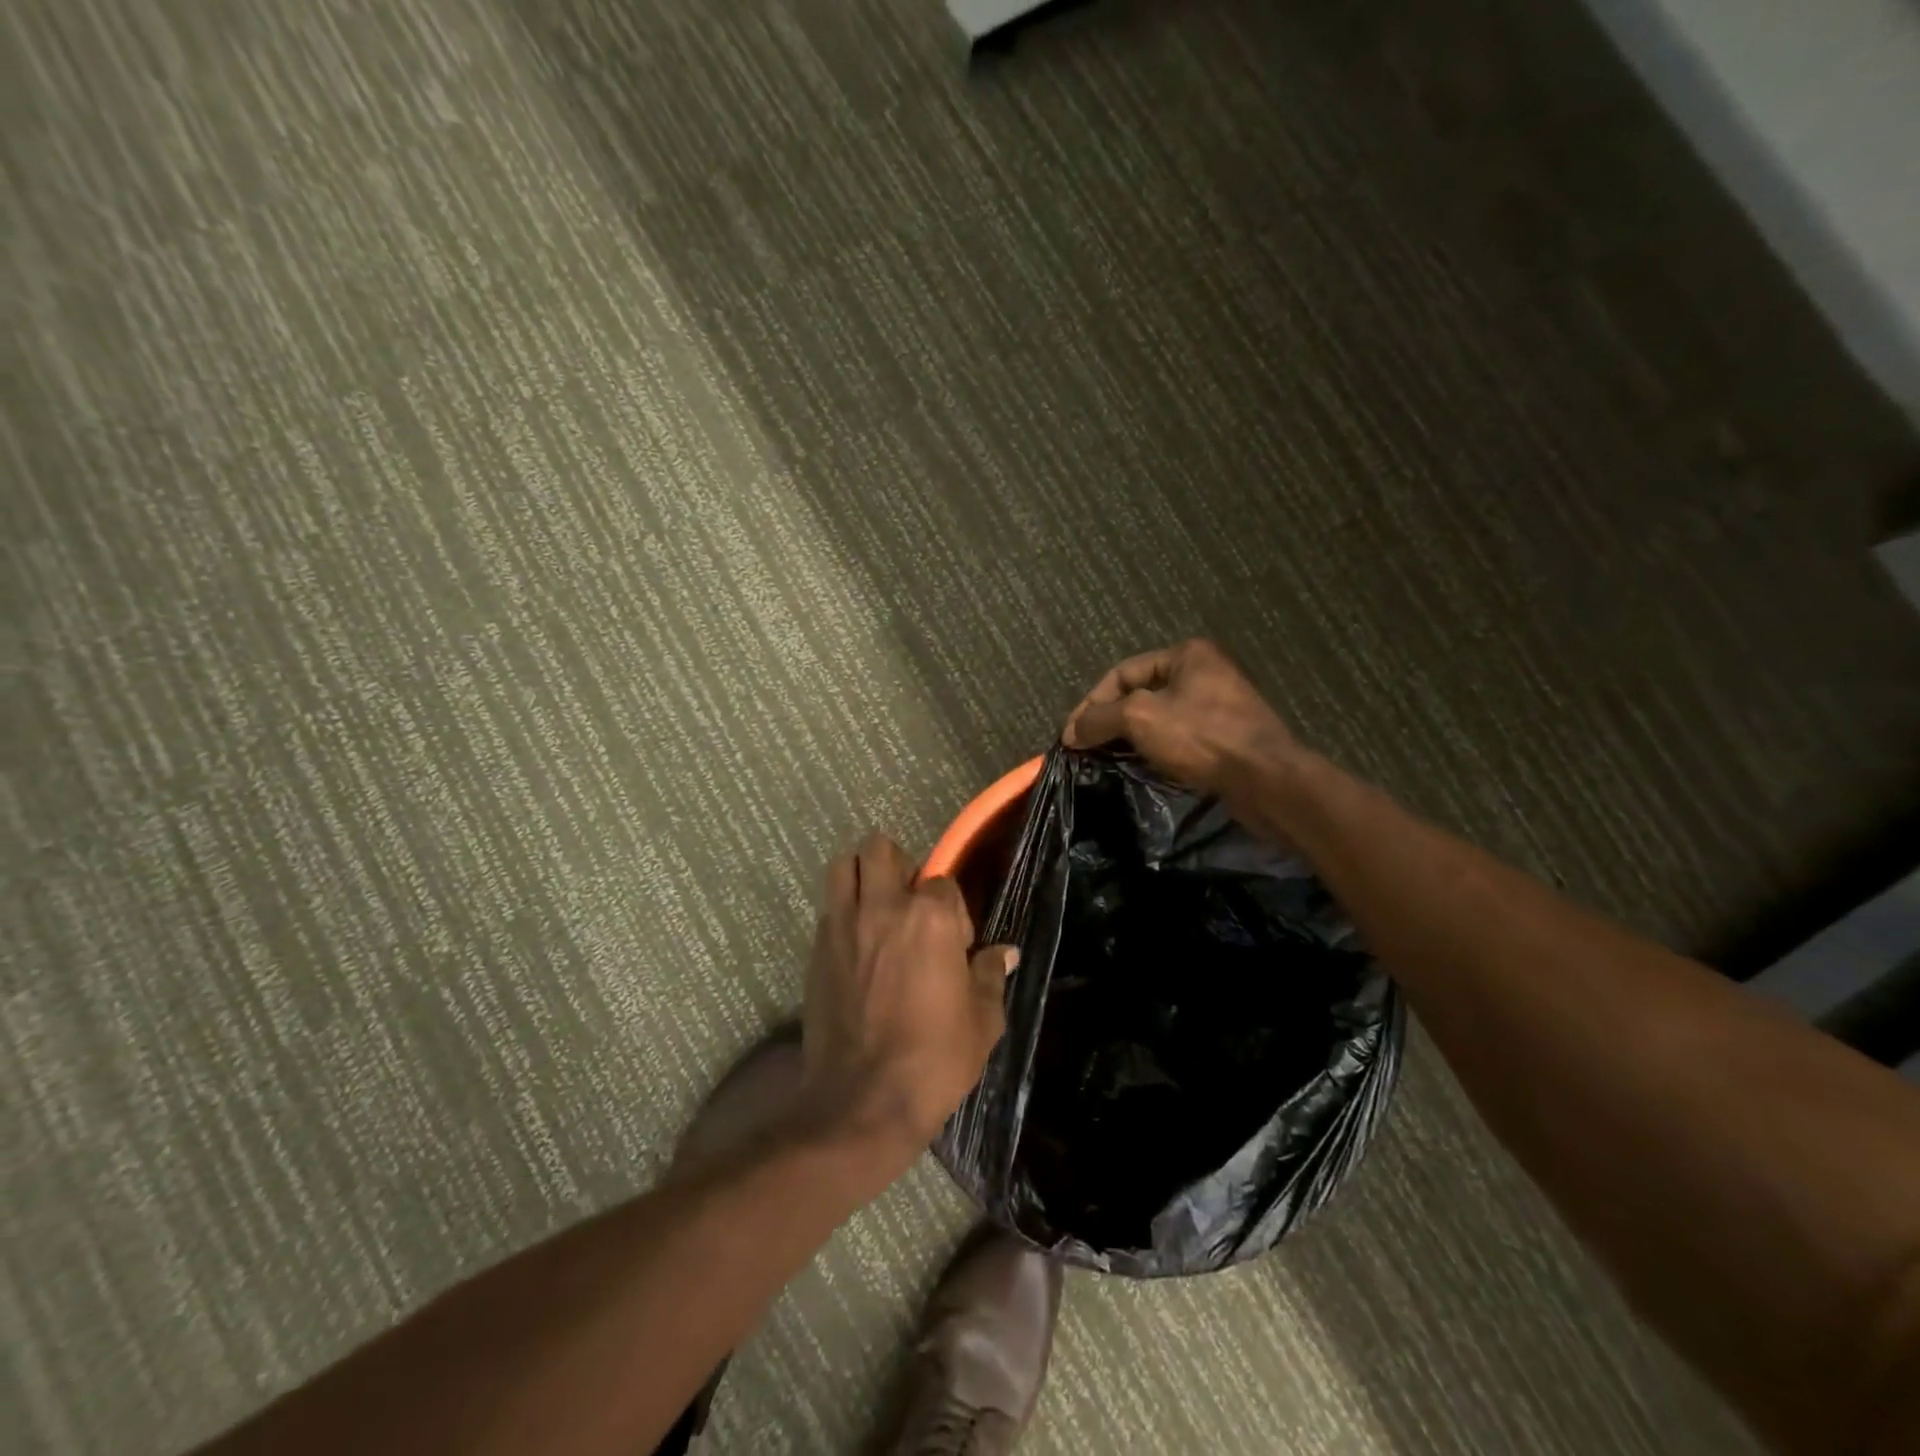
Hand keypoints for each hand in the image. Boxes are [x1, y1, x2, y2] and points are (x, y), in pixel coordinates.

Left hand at [798, 833, 1017, 1168]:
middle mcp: (883, 907)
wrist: (862, 1101)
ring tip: (876, 908)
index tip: (956, 944)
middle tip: (909, 903)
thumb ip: (991, 975)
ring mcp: (842, 924)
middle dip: (898, 866)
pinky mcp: (816, 948)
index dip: (952, 909)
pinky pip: (829, 908)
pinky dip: (843, 912)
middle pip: (880, 848)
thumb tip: (1005, 952)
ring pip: (843, 865)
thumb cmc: (934, 1060)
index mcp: (930, 917)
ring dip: (861, 875)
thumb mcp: (982, 1021)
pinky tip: (856, 946)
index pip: (942, 881)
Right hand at [1062, 638, 1301, 798]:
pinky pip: (1178, 738)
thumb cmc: (1201, 737)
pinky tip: (1140, 768)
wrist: (1266, 779)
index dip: (1091, 703)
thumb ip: (1100, 719)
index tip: (1071, 736)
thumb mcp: (1140, 717)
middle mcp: (1204, 672)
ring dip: (1129, 738)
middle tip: (1085, 749)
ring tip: (1106, 760)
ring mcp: (1218, 705)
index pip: (1121, 672)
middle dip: (1109, 721)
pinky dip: (1154, 750)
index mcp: (1186, 655)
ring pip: (1158, 718)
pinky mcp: (1225, 737)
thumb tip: (1071, 733)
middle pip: (1139, 694)